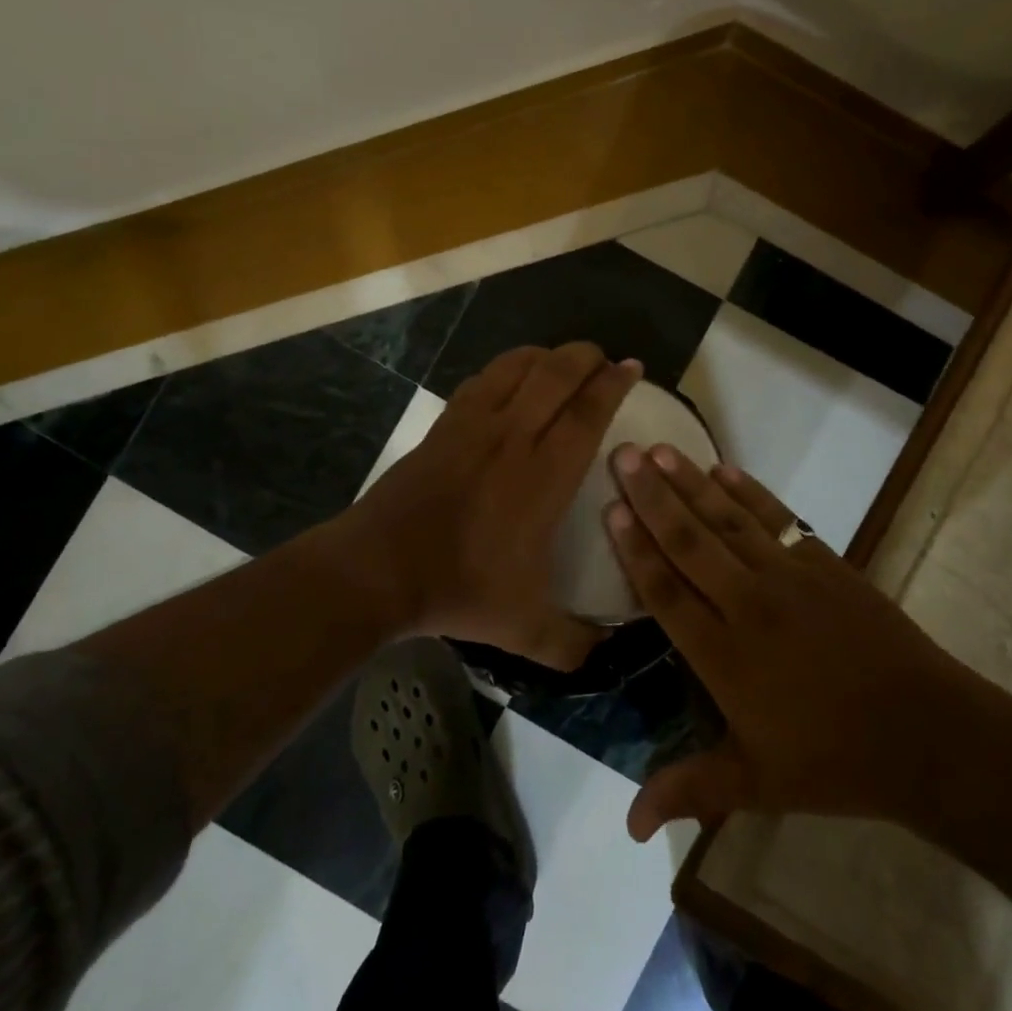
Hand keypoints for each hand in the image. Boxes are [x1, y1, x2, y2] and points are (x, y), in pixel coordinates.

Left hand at [332, 342, 640, 669]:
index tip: (632, 367)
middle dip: (585, 356)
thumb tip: (605, 654)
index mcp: (543, 476)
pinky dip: (505, 369)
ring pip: (516, 367)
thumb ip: (571, 644)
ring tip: (562, 362)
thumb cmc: (458, 589)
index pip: (587, 413)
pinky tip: (511, 379)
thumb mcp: (524, 630)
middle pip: (556, 374)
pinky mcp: (443, 425)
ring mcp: (473, 426)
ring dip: (545, 356)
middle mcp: (513, 437)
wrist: (379, 568)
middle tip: (602, 359)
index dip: (613, 385)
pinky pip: (481, 380)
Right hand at [605, 444, 993, 841]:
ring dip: (690, 483)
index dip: (634, 548)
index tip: (610, 507)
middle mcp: (747, 604)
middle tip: (622, 453)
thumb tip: (626, 830)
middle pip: (688, 541)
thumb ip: (688, 790)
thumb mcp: (757, 784)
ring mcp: (788, 577)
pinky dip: (749, 491)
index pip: (665, 591)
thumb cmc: (833, 762)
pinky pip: (776, 517)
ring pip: (727, 520)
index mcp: (724, 655)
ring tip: (659, 449)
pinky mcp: (824, 562)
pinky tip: (723, 468)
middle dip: (651, 496)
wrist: (929, 735)